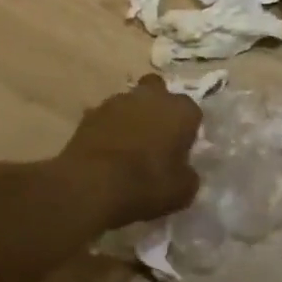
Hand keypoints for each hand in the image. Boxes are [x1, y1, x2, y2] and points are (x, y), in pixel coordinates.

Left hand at [61, 76, 202, 224]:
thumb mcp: (183, 190)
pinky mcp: (90, 114)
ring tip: (127, 145)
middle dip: (158, 107)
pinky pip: (106, 117)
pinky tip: (106, 150)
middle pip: (158, 91)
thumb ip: (187, 174)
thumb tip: (183, 171)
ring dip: (132, 116)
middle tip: (156, 135)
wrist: (92, 185)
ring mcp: (117, 101)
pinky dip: (108, 128)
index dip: (187, 130)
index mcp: (181, 110)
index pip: (192, 112)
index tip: (181, 148)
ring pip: (130, 102)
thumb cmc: (147, 184)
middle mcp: (152, 97)